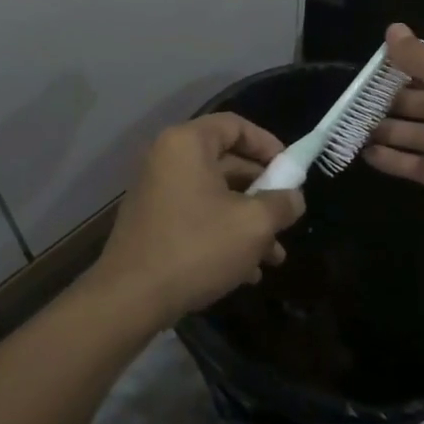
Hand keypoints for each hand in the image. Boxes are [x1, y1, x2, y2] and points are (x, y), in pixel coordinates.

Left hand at [92, 114, 305, 326]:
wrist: (130, 298)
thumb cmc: (197, 247)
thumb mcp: (253, 225)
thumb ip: (281, 203)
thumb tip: (293, 198)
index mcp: (187, 144)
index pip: (235, 125)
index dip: (268, 144)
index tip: (291, 171)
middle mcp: (167, 159)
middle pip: (226, 162)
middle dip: (262, 193)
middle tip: (286, 217)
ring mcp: (157, 192)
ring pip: (214, 196)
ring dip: (247, 221)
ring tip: (275, 256)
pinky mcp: (152, 223)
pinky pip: (196, 216)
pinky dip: (223, 234)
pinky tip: (247, 272)